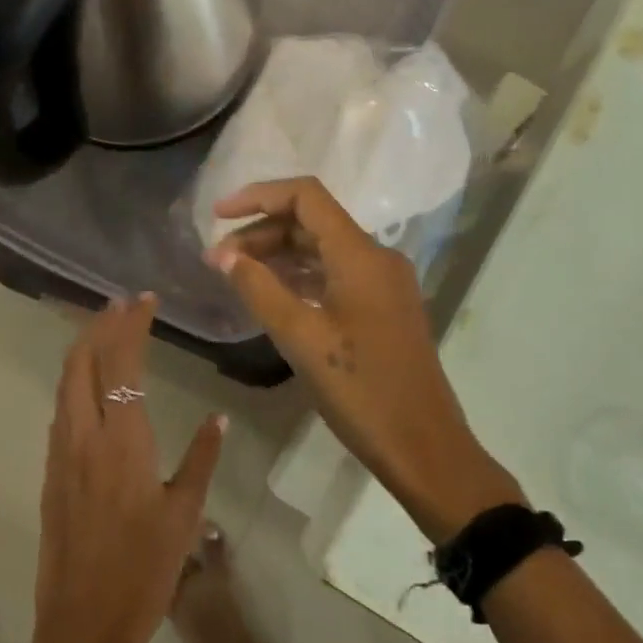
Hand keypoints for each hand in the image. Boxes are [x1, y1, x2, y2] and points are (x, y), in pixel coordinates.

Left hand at [28, 294, 224, 642]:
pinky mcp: (50, 473)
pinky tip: (93, 384)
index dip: (131, 324)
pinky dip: (76, 380)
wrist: (82, 628)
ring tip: (106, 330)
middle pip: (81, 362)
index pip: (122, 363)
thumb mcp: (184, 516)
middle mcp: (84, 436)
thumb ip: (201, 459)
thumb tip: (219, 418)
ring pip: (66, 383)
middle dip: (99, 325)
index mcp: (122, 441)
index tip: (145, 300)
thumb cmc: (143, 572)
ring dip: (84, 349)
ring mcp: (60, 454)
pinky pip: (62, 409)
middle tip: (122, 304)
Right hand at [206, 177, 522, 538]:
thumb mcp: (300, 339)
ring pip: (323, 248)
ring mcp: (383, 282)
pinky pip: (336, 273)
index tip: (217, 216)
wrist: (425, 446)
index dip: (258, 196)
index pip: (306, 196)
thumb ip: (259, 289)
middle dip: (262, 231)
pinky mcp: (383, 307)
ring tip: (236, 274)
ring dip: (279, 254)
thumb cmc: (361, 391)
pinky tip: (272, 293)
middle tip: (218, 260)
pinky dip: (301, 275)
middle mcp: (376, 257)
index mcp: (360, 254)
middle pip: (312, 222)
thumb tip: (224, 255)